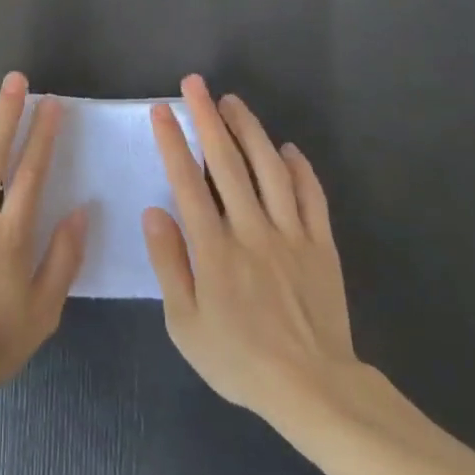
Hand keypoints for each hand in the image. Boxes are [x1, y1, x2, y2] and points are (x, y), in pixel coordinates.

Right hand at [142, 74, 364, 430]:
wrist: (313, 389)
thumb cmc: (239, 360)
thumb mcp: (185, 324)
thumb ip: (169, 264)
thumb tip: (153, 212)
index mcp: (214, 249)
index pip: (188, 182)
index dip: (173, 141)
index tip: (162, 109)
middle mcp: (252, 230)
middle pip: (228, 163)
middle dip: (208, 118)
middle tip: (195, 84)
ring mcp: (291, 234)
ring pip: (270, 169)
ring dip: (251, 130)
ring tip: (233, 102)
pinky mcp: (320, 245)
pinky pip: (311, 197)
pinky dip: (300, 168)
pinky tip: (288, 148)